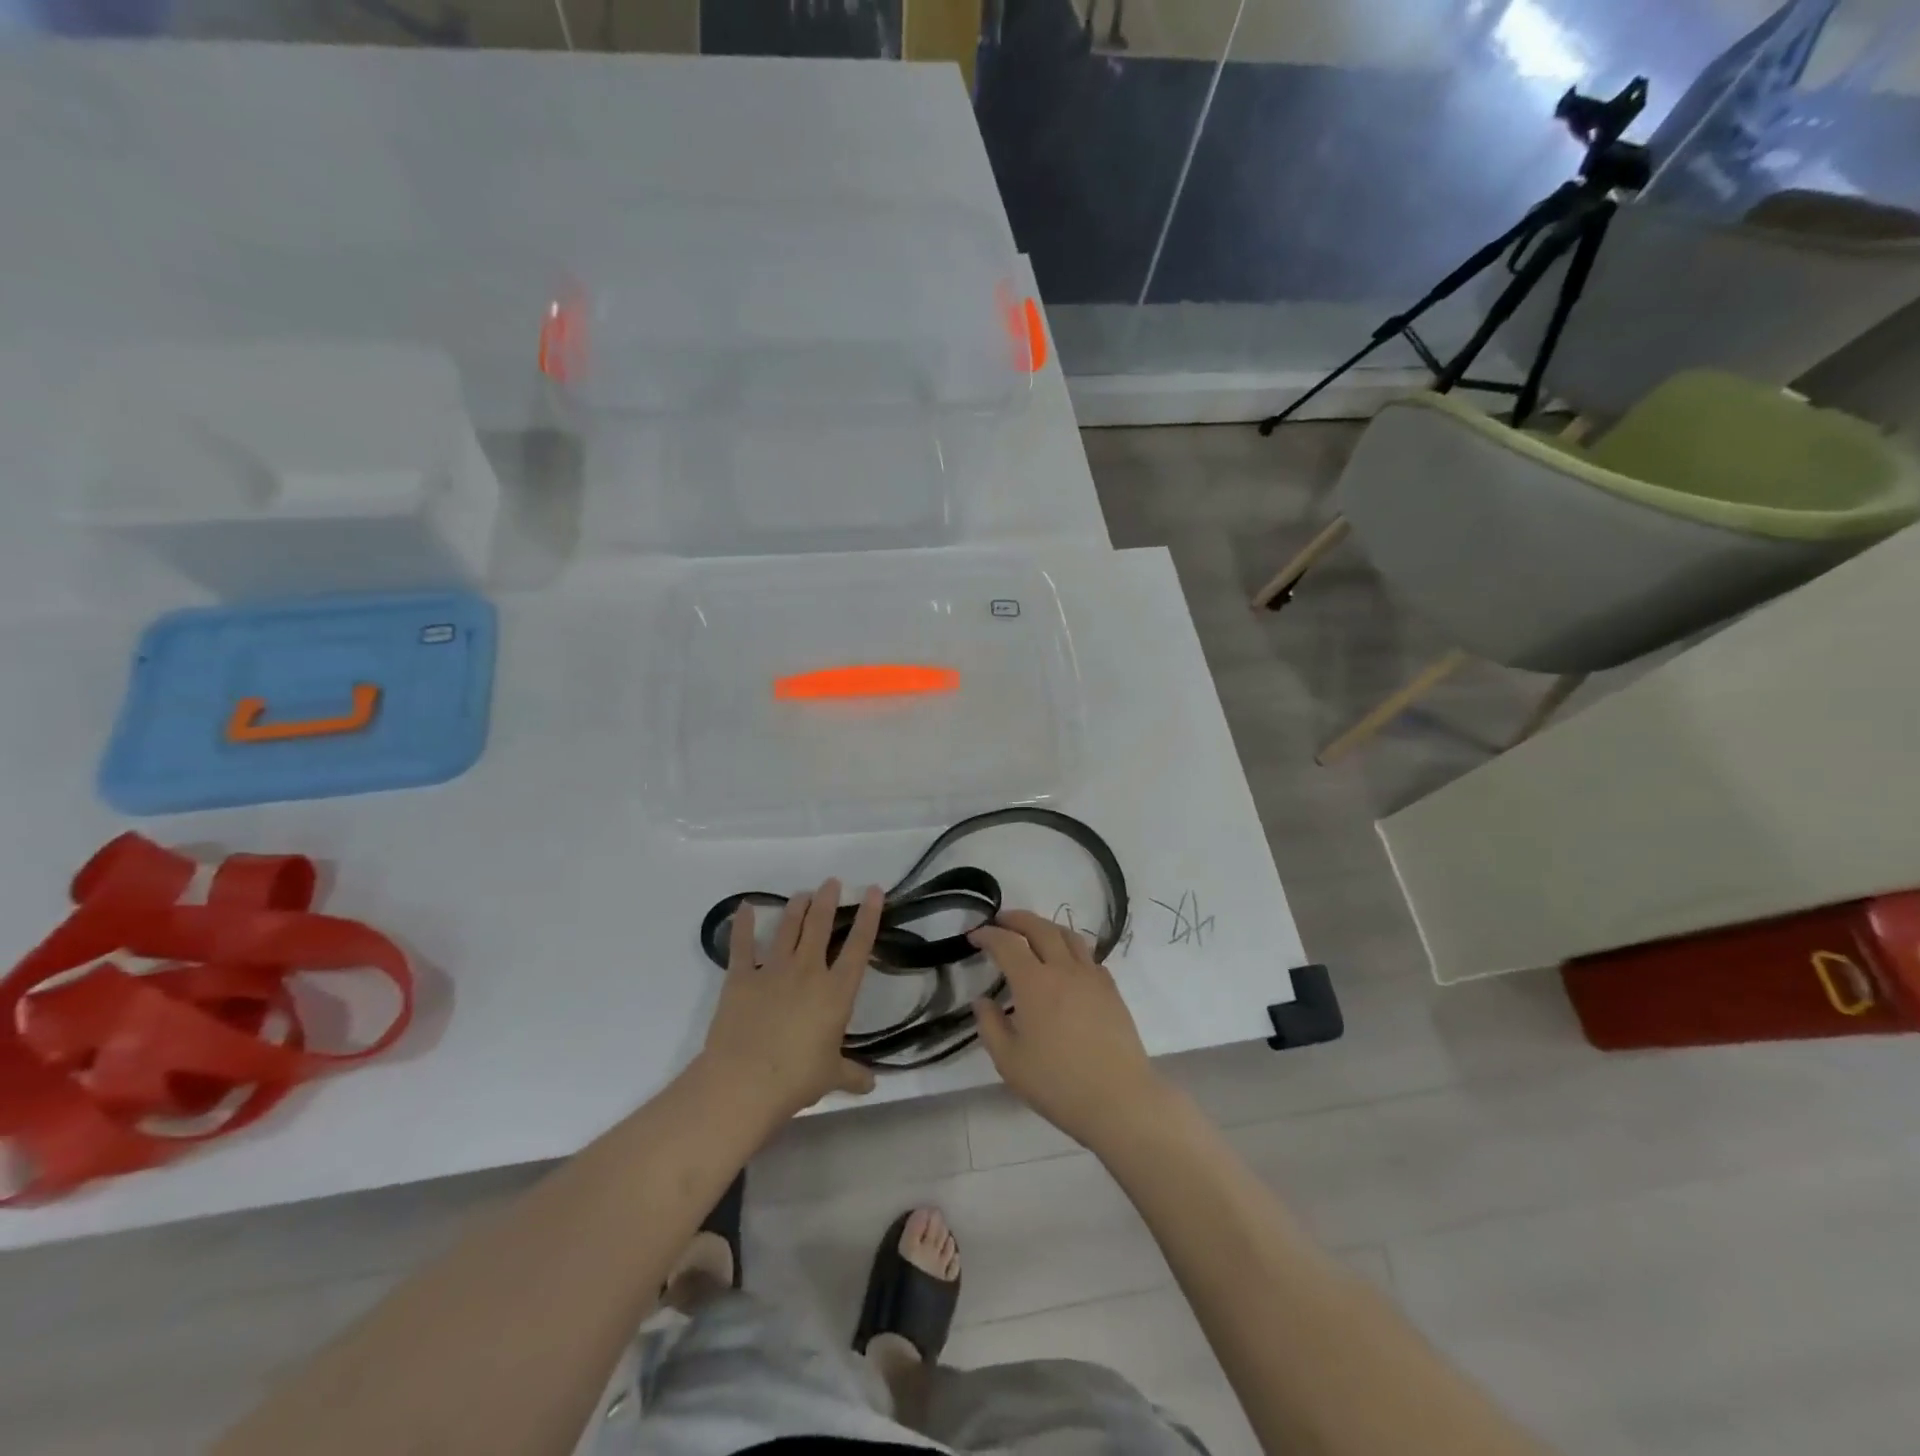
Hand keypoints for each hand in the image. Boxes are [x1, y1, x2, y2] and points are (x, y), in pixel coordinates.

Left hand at [699, 879, 882, 1121]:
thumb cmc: (796, 1079)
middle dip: (828, 901)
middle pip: (820, 926)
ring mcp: (772, 971)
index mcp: (836, 992)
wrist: (745, 1081)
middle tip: (831, 882)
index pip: (859, 946)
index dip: (868, 916)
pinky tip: (744, 907)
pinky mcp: (741, 978)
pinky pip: (742, 945)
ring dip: (796, 908)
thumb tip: (871, 1084)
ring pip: (787, 929)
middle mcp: (808, 972)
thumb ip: (852, 1074)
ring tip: (803, 894)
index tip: (873, 891)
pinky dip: (742, 925)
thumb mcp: (831, 1077)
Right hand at [969, 910, 1171, 1153]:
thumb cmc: (1058, 1084)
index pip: (1007, 944)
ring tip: (1033, 933)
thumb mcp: (1010, 1062)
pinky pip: (1088, 956)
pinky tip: (1066, 964)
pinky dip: (1070, 948)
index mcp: (1034, 983)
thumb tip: (982, 1001)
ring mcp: (1092, 977)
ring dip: (1046, 927)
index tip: (974, 936)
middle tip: (1001, 920)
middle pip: (1040, 928)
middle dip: (1017, 919)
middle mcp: (1064, 970)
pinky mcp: (1111, 990)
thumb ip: (991, 1026)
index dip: (988, 935)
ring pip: (1068, 935)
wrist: (1120, 1100)